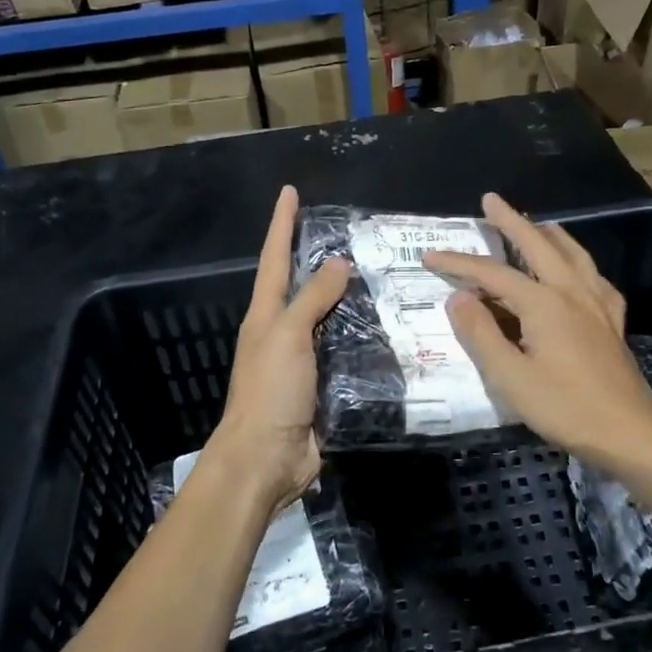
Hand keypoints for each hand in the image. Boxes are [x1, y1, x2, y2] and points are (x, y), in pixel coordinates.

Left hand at [205, 185, 350, 514]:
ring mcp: (302, 360)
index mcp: (265, 315)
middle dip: (319, 258)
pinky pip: (344, 352)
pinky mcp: (323, 386)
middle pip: (301, 286)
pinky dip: (362, 338)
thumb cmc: (270, 391)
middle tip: (353, 234)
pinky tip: (387, 330)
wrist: (266, 459)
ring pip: (327, 319)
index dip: (281, 224)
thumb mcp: (287, 336)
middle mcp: (281, 332)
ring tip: (381, 276)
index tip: (290, 192)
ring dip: (348, 299)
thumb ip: (312, 298)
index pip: (274, 258)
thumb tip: (337, 263)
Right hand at [427, 193, 651, 477]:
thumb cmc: (565, 407)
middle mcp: (572, 291)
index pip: (492, 273)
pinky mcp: (613, 320)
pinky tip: (578, 270)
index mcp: (544, 303)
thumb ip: (481, 334)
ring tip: (536, 223)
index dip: (458, 263)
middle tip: (491, 200)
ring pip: (572, 253)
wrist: (629, 432)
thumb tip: (458, 297)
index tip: (429, 256)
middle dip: (511, 221)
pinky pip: (595, 277)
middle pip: (538, 245)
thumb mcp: (510, 377)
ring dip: (549, 234)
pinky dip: (580, 262)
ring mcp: (598, 303)